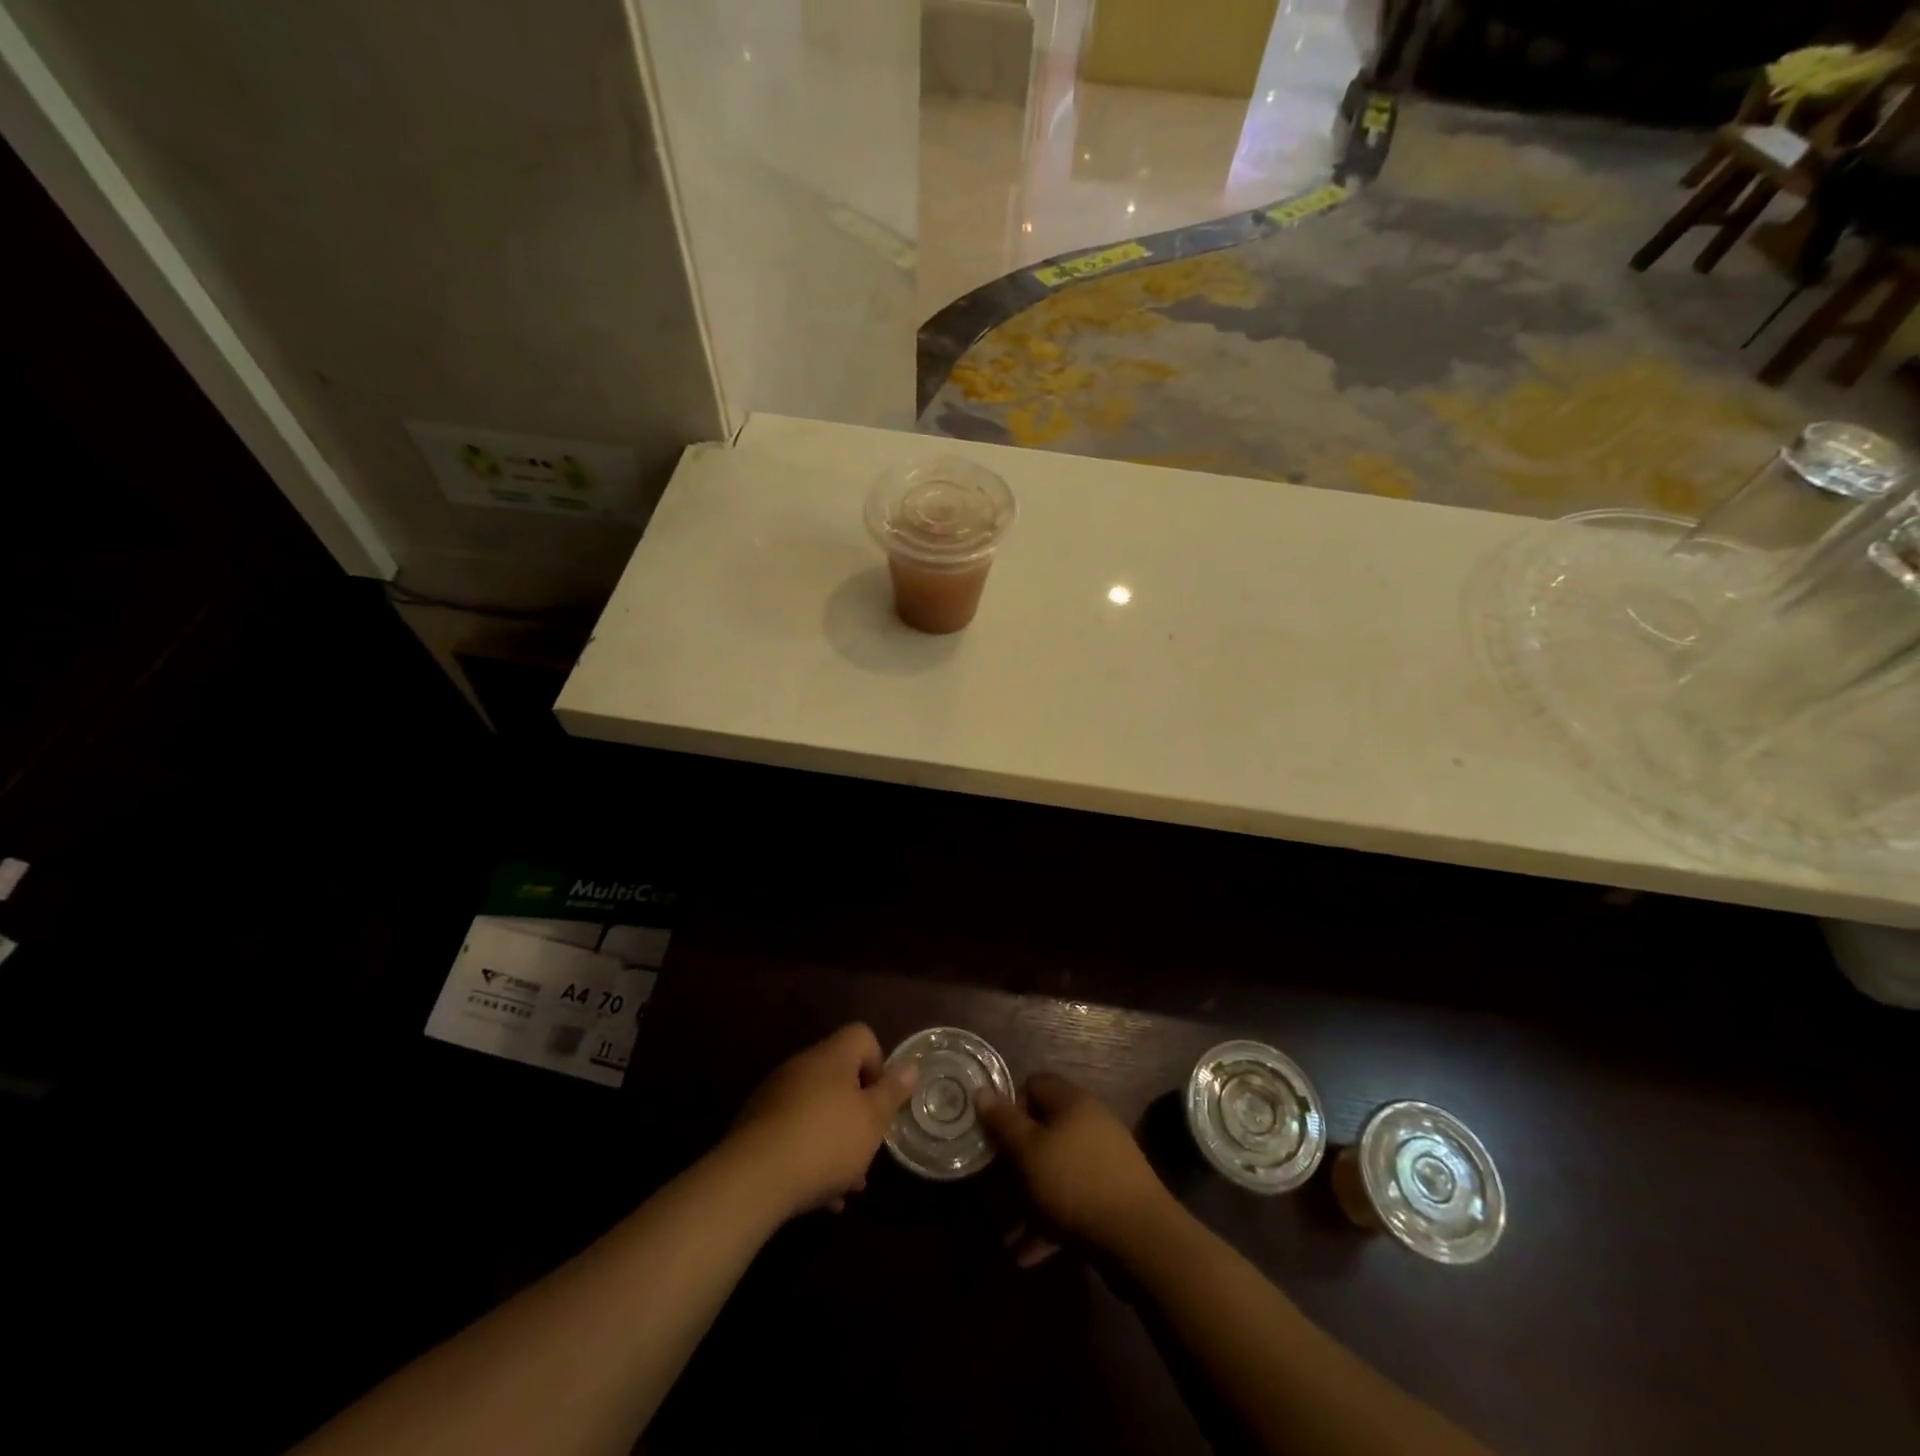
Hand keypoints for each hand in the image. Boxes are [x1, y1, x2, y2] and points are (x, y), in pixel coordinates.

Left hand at [726, 1023, 916, 1220]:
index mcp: (832, 1056)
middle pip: (840, 1078)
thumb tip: (910, 1066)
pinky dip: (809, 1156)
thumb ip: (892, 1092)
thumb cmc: (825, 1141)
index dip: (878, 1064)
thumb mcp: (872, 1120)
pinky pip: (793, 1133)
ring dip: (836, 1141)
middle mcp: (802, 1067)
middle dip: (858, 1114)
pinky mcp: (756, 1126)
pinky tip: (820, 1197)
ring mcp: (775, 1095)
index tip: (880, 1101)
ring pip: (817, 1111)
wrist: (752, 1179)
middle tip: (867, 1149)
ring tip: (847, 1185)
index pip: (862, 1036)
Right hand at [976, 1073, 1177, 1263]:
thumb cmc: (1075, 1183)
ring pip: (1055, 1172)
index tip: (994, 1137)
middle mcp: (1089, 1124)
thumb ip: (1003, 1122)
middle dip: (1016, 1164)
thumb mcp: (1029, 1151)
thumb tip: (982, 1090)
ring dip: (1029, 1201)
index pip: (1035, 1085)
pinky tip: (1027, 1255)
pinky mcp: (1111, 1198)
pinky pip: (1072, 1202)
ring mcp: (1103, 1161)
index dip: (1011, 1106)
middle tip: (994, 1190)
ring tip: (1006, 1234)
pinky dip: (1049, 1223)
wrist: (1141, 1238)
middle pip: (1043, 1132)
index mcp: (1072, 1102)